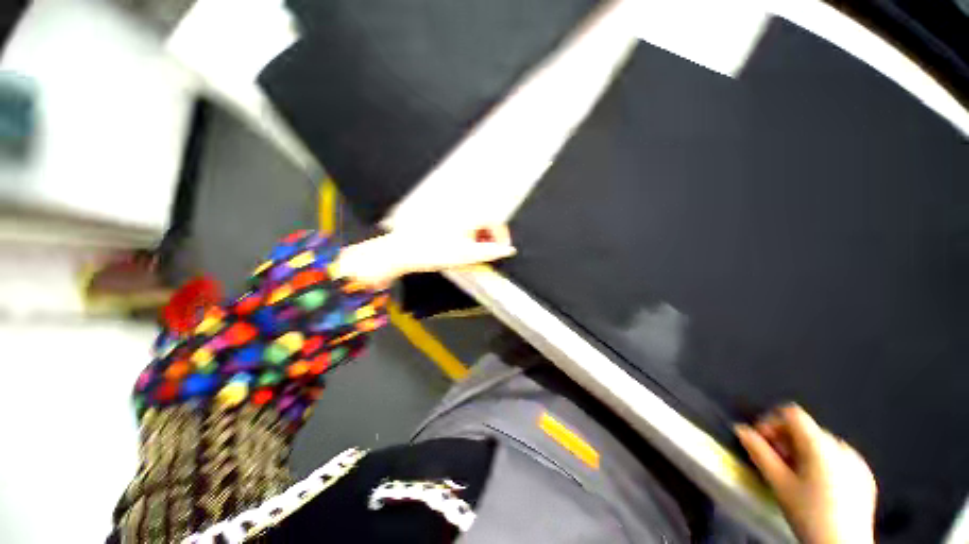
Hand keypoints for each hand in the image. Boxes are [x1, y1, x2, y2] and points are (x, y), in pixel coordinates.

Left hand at [335, 225, 515, 287]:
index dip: (503, 238)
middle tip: (487, 254)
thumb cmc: (434, 252)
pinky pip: (464, 223)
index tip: (502, 251)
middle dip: (490, 238)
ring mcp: (453, 211)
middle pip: (487, 221)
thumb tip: (508, 251)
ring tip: (473, 252)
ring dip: (479, 237)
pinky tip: (461, 246)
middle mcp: (463, 208)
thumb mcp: (468, 255)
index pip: (497, 221)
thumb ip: (491, 252)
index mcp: (471, 214)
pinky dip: (468, 234)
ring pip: (475, 222)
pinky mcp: (444, 216)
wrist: (405, 251)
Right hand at [735, 405, 876, 543]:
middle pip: (806, 429)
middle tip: (775, 461)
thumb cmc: (808, 514)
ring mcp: (857, 461)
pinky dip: (823, 464)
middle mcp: (841, 446)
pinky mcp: (866, 476)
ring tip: (795, 476)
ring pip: (822, 444)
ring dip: (804, 452)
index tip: (760, 439)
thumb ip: (759, 452)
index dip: (771, 421)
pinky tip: (817, 486)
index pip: (792, 413)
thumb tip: (741, 429)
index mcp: (820, 444)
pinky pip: (839, 458)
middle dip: (786, 441)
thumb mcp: (779, 484)